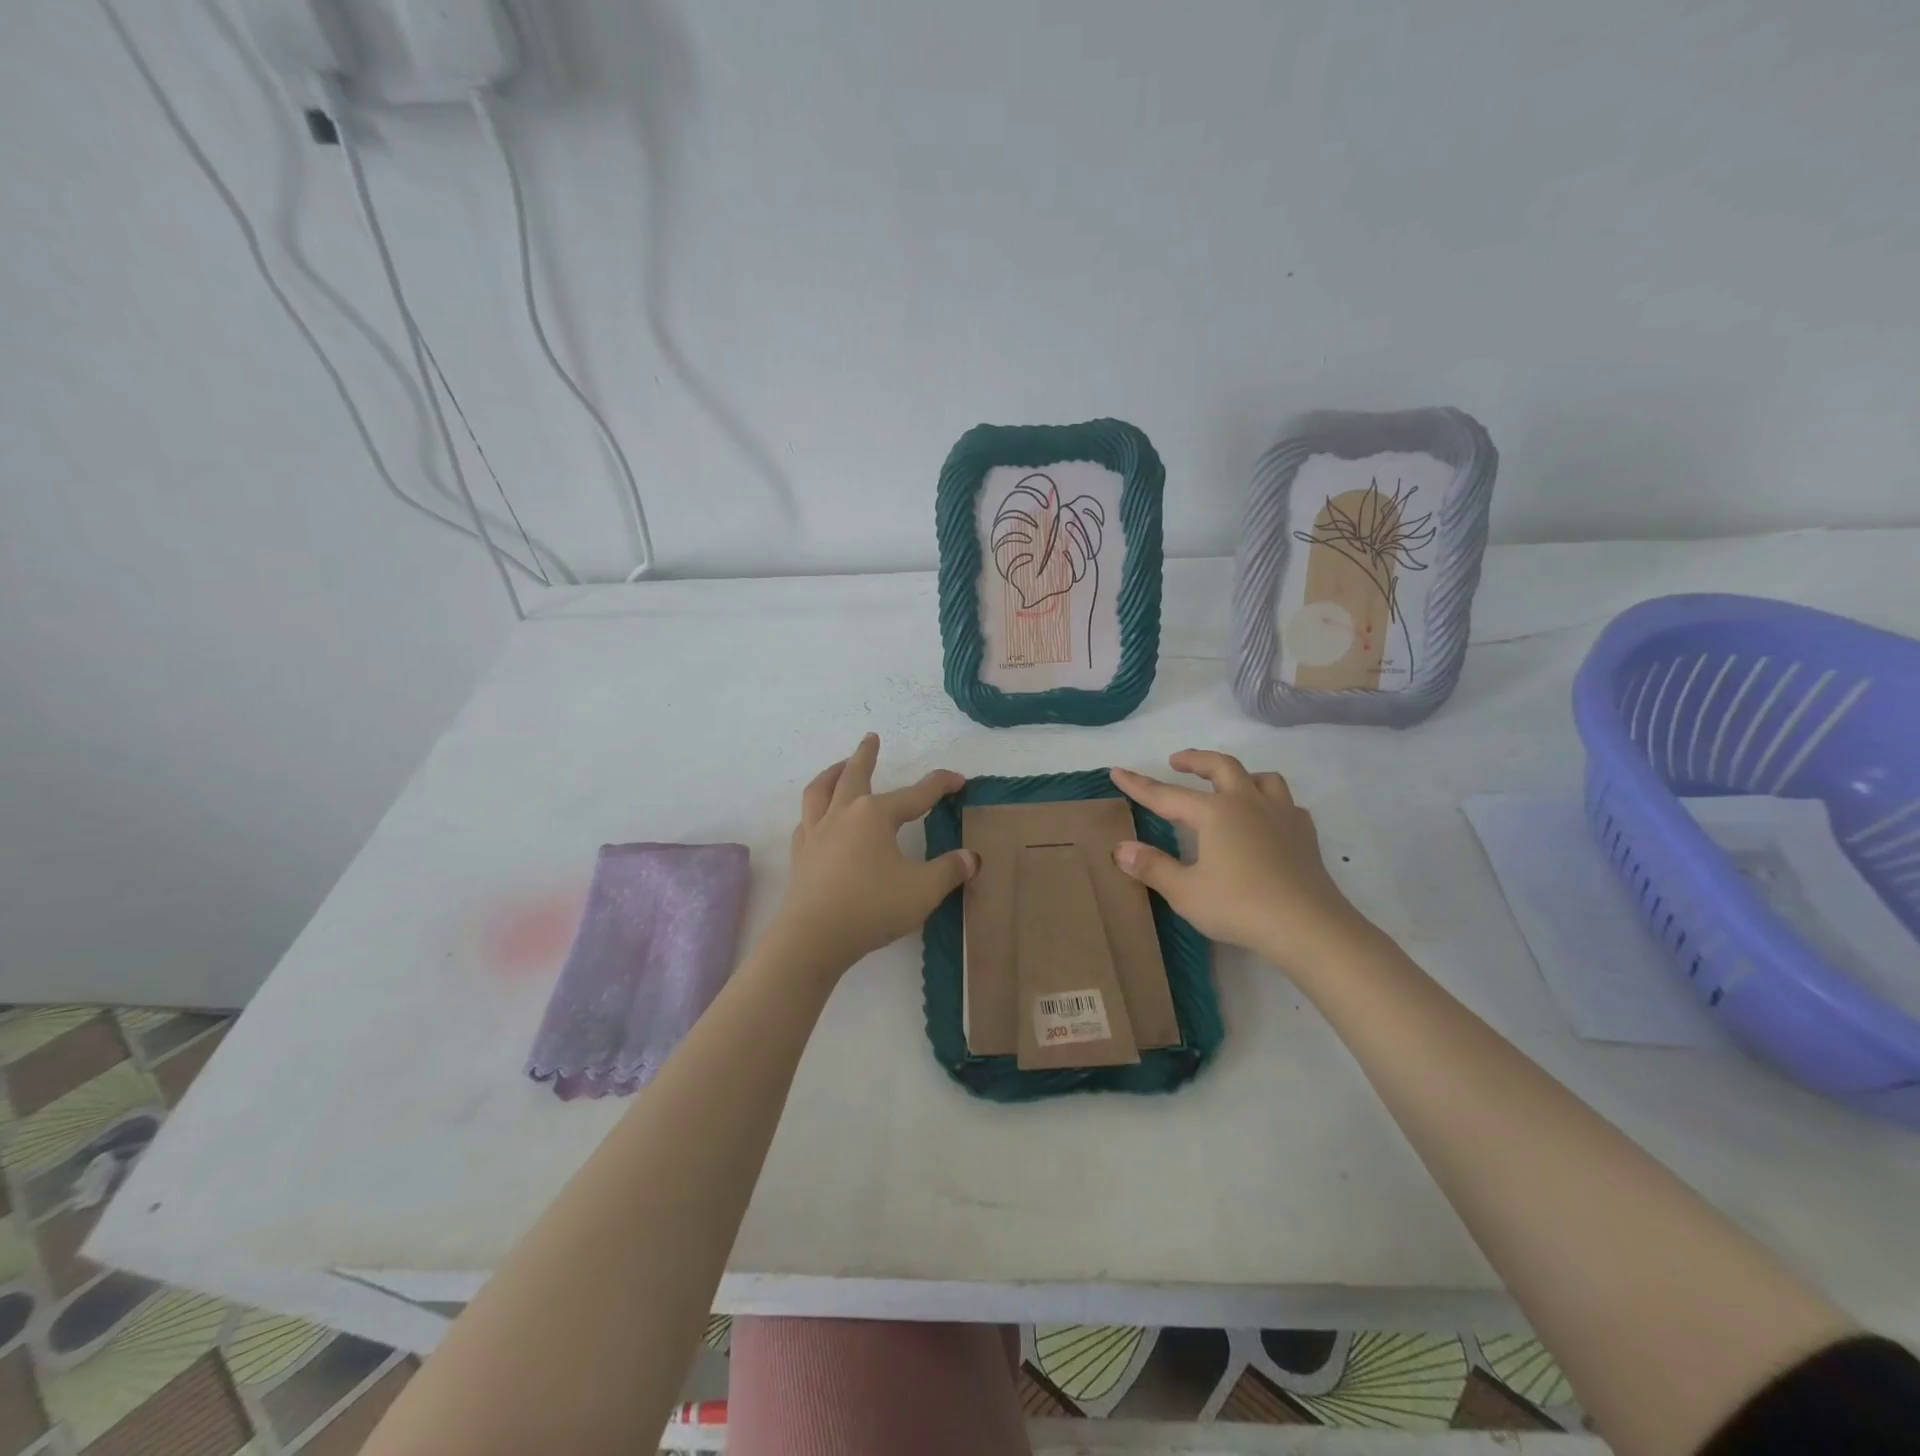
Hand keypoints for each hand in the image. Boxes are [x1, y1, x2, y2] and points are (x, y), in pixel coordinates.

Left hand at [773, 734, 977, 973]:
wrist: (813, 937)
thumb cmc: (872, 907)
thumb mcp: (923, 890)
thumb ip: (949, 871)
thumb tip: (971, 858)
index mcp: (875, 815)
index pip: (916, 794)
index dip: (940, 785)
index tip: (958, 780)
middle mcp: (843, 814)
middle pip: (855, 774)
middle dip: (866, 754)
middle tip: (871, 738)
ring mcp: (817, 832)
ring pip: (821, 789)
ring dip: (833, 772)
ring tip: (840, 766)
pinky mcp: (801, 854)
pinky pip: (806, 819)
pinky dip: (815, 809)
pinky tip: (819, 817)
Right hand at [1110, 750, 1371, 971]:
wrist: (1309, 926)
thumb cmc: (1240, 907)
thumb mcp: (1185, 892)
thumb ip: (1152, 867)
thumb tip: (1120, 848)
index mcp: (1215, 813)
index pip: (1166, 795)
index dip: (1139, 784)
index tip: (1117, 771)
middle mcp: (1247, 803)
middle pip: (1221, 766)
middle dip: (1196, 760)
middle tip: (1177, 761)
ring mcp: (1281, 815)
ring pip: (1262, 778)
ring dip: (1240, 775)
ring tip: (1228, 785)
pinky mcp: (1305, 834)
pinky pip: (1287, 805)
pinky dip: (1272, 803)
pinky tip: (1267, 819)